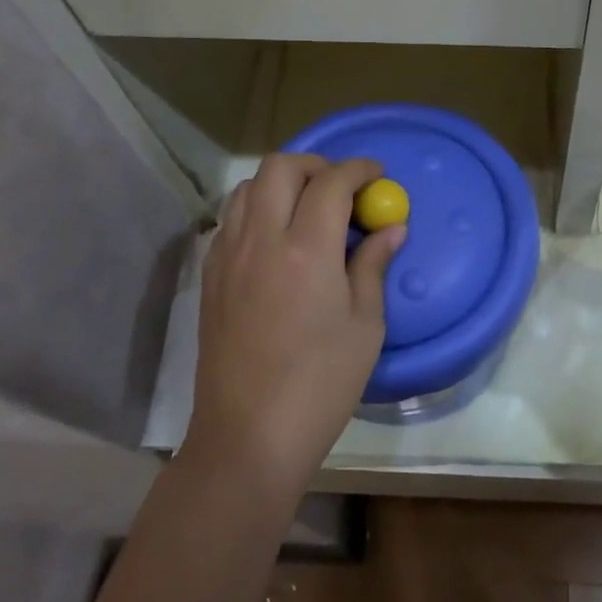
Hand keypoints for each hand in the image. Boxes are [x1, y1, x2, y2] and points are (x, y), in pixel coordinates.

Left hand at [192, 153, 404, 498]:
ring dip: (282, 183)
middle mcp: (261, 240)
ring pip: (248, 187)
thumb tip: (391, 228)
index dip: (359, 169)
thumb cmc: (321, 383)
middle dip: (317, 165)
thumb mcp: (365, 324)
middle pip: (281, 167)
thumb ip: (374, 265)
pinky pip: (232, 219)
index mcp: (307, 250)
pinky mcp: (210, 277)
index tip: (377, 176)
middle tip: (343, 188)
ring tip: (309, 209)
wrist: (249, 436)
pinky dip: (258, 209)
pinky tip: (278, 240)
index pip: (331, 182)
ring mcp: (228, 257)